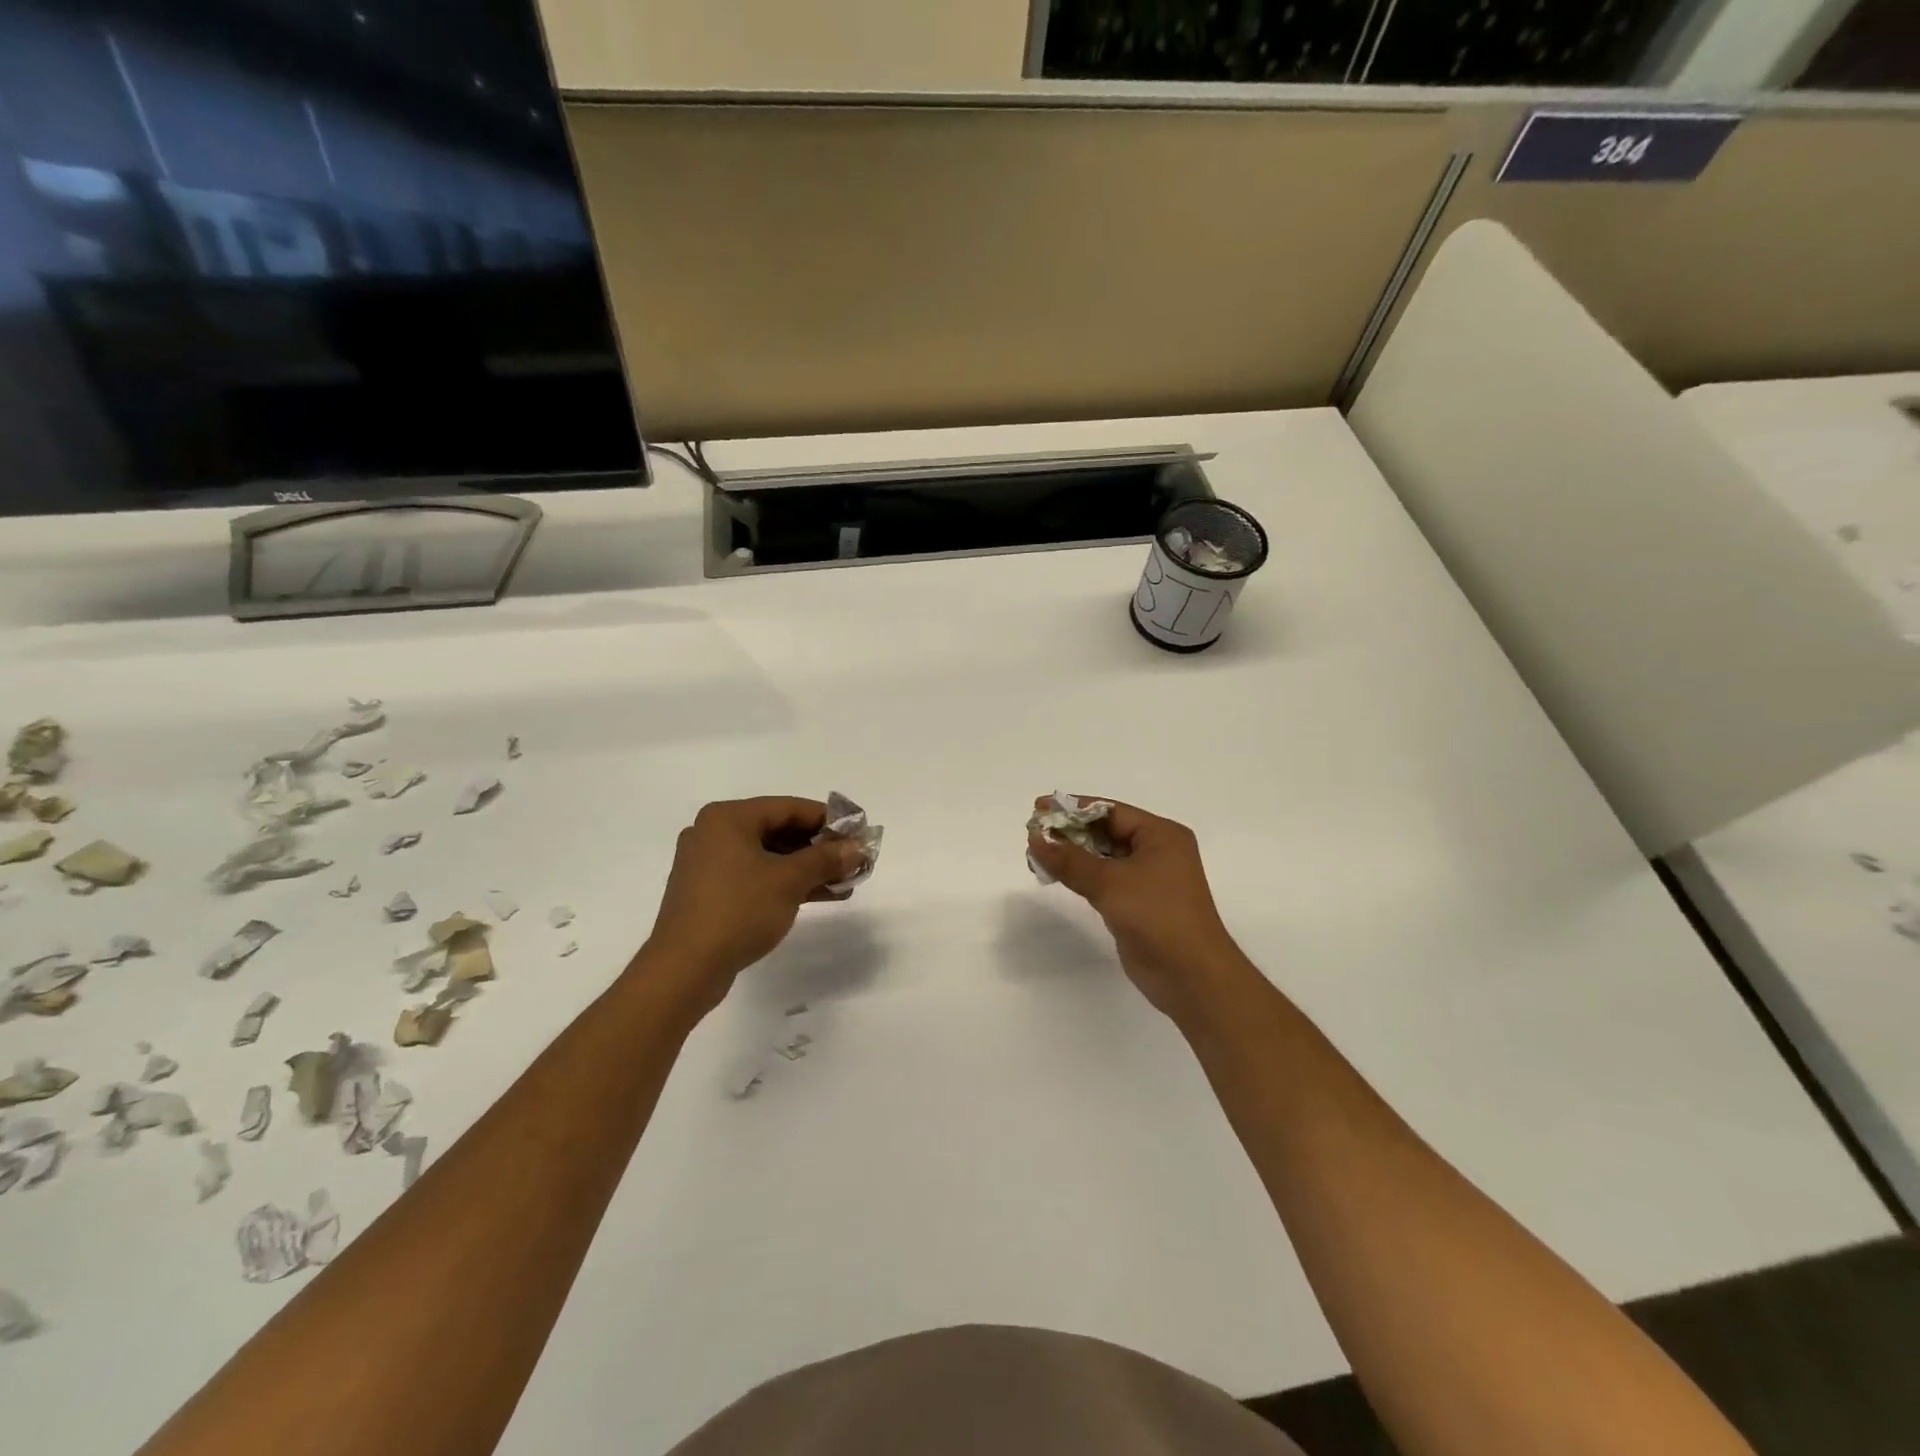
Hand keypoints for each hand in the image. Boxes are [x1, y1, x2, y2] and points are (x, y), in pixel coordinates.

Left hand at [639, 797, 866, 1016]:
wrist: (685, 968)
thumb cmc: (738, 910)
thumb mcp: (790, 881)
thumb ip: (826, 859)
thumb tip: (858, 848)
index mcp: (728, 818)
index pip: (789, 807)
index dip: (828, 819)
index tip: (858, 831)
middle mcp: (714, 833)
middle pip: (778, 831)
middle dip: (819, 847)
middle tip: (853, 859)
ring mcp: (709, 865)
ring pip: (769, 857)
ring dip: (807, 868)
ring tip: (845, 881)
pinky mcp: (709, 893)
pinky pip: (755, 877)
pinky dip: (785, 883)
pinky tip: (819, 896)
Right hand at [1027, 797, 1254, 1023]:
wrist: (1191, 976)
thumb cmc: (1157, 916)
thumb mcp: (1110, 882)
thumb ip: (1070, 860)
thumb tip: (1035, 839)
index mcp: (1161, 835)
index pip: (1110, 811)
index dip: (1073, 809)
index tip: (1039, 808)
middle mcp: (1158, 851)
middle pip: (1107, 832)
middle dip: (1071, 832)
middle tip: (1033, 833)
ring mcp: (1149, 879)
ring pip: (1104, 857)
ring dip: (1073, 854)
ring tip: (1037, 853)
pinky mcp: (1139, 904)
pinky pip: (1106, 880)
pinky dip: (1083, 875)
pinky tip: (1058, 875)